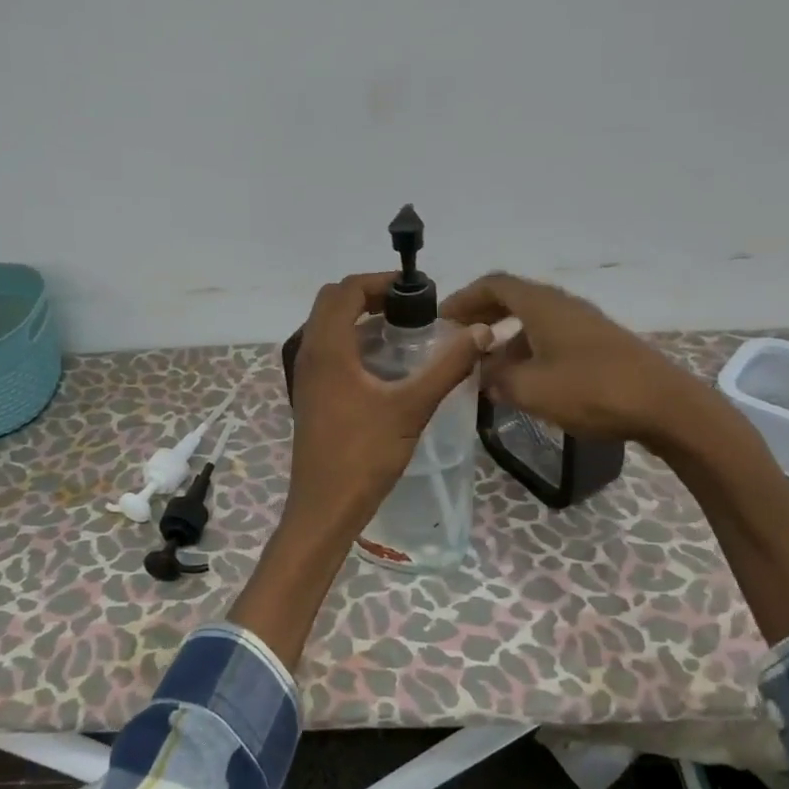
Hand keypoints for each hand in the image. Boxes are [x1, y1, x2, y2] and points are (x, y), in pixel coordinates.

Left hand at [284, 273, 490, 540]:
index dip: (380, 281)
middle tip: (409, 307)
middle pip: (332, 303)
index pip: (346, 290)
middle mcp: (310, 354)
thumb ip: (447, 367)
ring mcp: (306, 376)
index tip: (416, 291)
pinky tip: (386, 367)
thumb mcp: (411, 407)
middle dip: (369, 296)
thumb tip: (481, 332)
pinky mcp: (311, 395)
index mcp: (327, 348)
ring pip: (328, 328)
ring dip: (360, 319)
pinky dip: (354, 343)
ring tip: (403, 331)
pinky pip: (329, 352)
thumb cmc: (364, 455)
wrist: (325, 507)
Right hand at [440, 272, 698, 445]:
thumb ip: (497, 379)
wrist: (664, 406)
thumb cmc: (591, 390)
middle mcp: (562, 305)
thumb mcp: (531, 389)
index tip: (442, 318)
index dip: (464, 298)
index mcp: (542, 305)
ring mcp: (584, 324)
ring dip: (506, 338)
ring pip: (534, 321)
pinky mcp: (599, 345)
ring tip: (487, 369)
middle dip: (483, 316)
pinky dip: (529, 350)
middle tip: (459, 339)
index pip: (494, 285)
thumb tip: (482, 375)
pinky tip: (525, 381)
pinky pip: (552, 338)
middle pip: (513, 299)